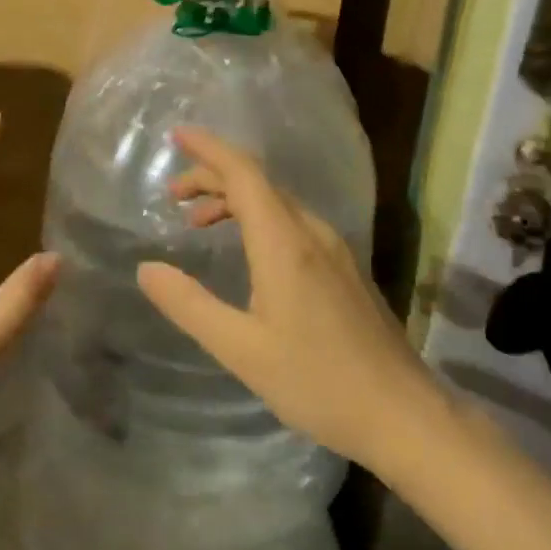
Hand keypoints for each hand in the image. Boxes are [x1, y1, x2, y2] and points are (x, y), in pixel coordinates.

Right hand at [136, 127, 446, 472]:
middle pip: (259, 183)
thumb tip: (147, 268)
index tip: (176, 134)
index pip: (243, 174)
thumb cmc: (317, 381)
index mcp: (284, 243)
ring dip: (235, 200)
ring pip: (278, 203)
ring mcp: (335, 250)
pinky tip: (247, 251)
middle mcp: (312, 233)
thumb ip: (189, 304)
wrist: (403, 415)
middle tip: (172, 195)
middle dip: (212, 177)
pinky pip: (294, 224)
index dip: (208, 149)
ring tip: (198, 223)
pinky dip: (258, 220)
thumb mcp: (239, 349)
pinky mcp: (346, 270)